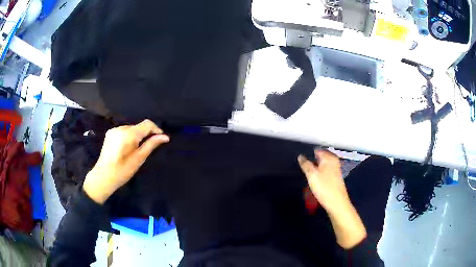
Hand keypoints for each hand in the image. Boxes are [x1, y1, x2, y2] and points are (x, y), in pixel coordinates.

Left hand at [83, 119, 169, 203]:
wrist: (104, 176)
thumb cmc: (123, 170)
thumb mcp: (139, 158)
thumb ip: (151, 144)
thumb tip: (165, 137)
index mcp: (129, 134)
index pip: (147, 124)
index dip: (156, 129)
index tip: (161, 138)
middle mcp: (121, 128)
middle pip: (138, 126)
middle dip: (145, 134)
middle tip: (148, 147)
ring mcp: (114, 130)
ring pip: (131, 129)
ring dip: (137, 136)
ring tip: (137, 149)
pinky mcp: (110, 133)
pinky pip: (124, 131)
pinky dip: (129, 137)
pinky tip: (127, 148)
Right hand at [298, 150, 348, 212]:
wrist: (337, 203)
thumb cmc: (324, 187)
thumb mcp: (312, 175)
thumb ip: (305, 164)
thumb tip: (300, 156)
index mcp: (329, 157)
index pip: (316, 150)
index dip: (308, 154)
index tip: (301, 161)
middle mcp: (334, 161)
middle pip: (319, 158)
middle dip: (311, 162)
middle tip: (303, 169)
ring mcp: (335, 169)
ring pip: (322, 166)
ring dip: (315, 169)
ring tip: (308, 176)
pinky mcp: (335, 178)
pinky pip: (324, 172)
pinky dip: (319, 175)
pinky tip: (315, 181)